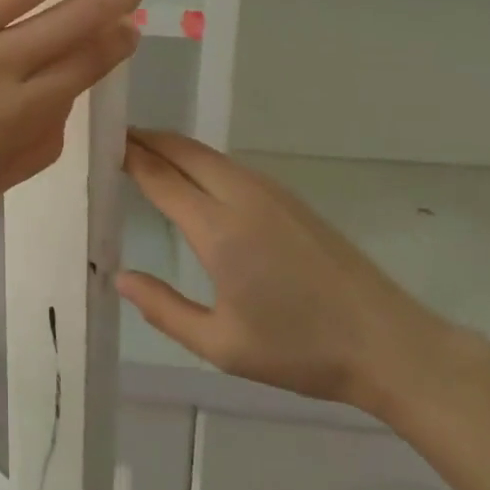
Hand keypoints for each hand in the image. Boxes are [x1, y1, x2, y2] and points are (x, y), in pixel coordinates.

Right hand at [117, 130, 460, 415]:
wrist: (388, 343)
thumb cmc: (300, 349)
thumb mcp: (222, 345)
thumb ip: (164, 309)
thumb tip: (120, 277)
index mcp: (219, 229)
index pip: (160, 176)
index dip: (128, 157)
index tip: (101, 145)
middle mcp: (240, 196)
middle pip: (182, 150)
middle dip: (146, 140)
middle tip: (114, 141)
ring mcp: (269, 191)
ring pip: (207, 154)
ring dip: (173, 147)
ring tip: (144, 153)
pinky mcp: (288, 197)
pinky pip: (229, 165)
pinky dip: (198, 160)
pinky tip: (191, 178)